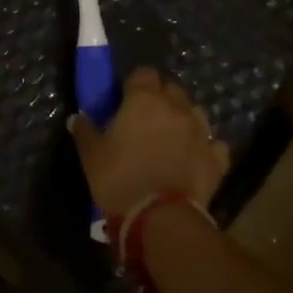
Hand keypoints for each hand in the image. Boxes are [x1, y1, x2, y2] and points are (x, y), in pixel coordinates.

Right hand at [71, 68, 227, 217]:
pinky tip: (195, 158)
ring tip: (171, 137)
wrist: (160, 218)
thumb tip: (76, 118)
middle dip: (160, 97)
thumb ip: (85, 131)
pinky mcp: (216, 158)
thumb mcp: (92, 156)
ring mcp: (201, 132)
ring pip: (195, 112)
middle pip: (171, 88)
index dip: (134, 84)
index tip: (124, 99)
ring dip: (184, 119)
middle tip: (145, 118)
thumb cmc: (119, 179)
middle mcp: (176, 107)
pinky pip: (213, 144)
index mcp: (144, 100)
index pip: (143, 73)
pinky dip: (205, 147)